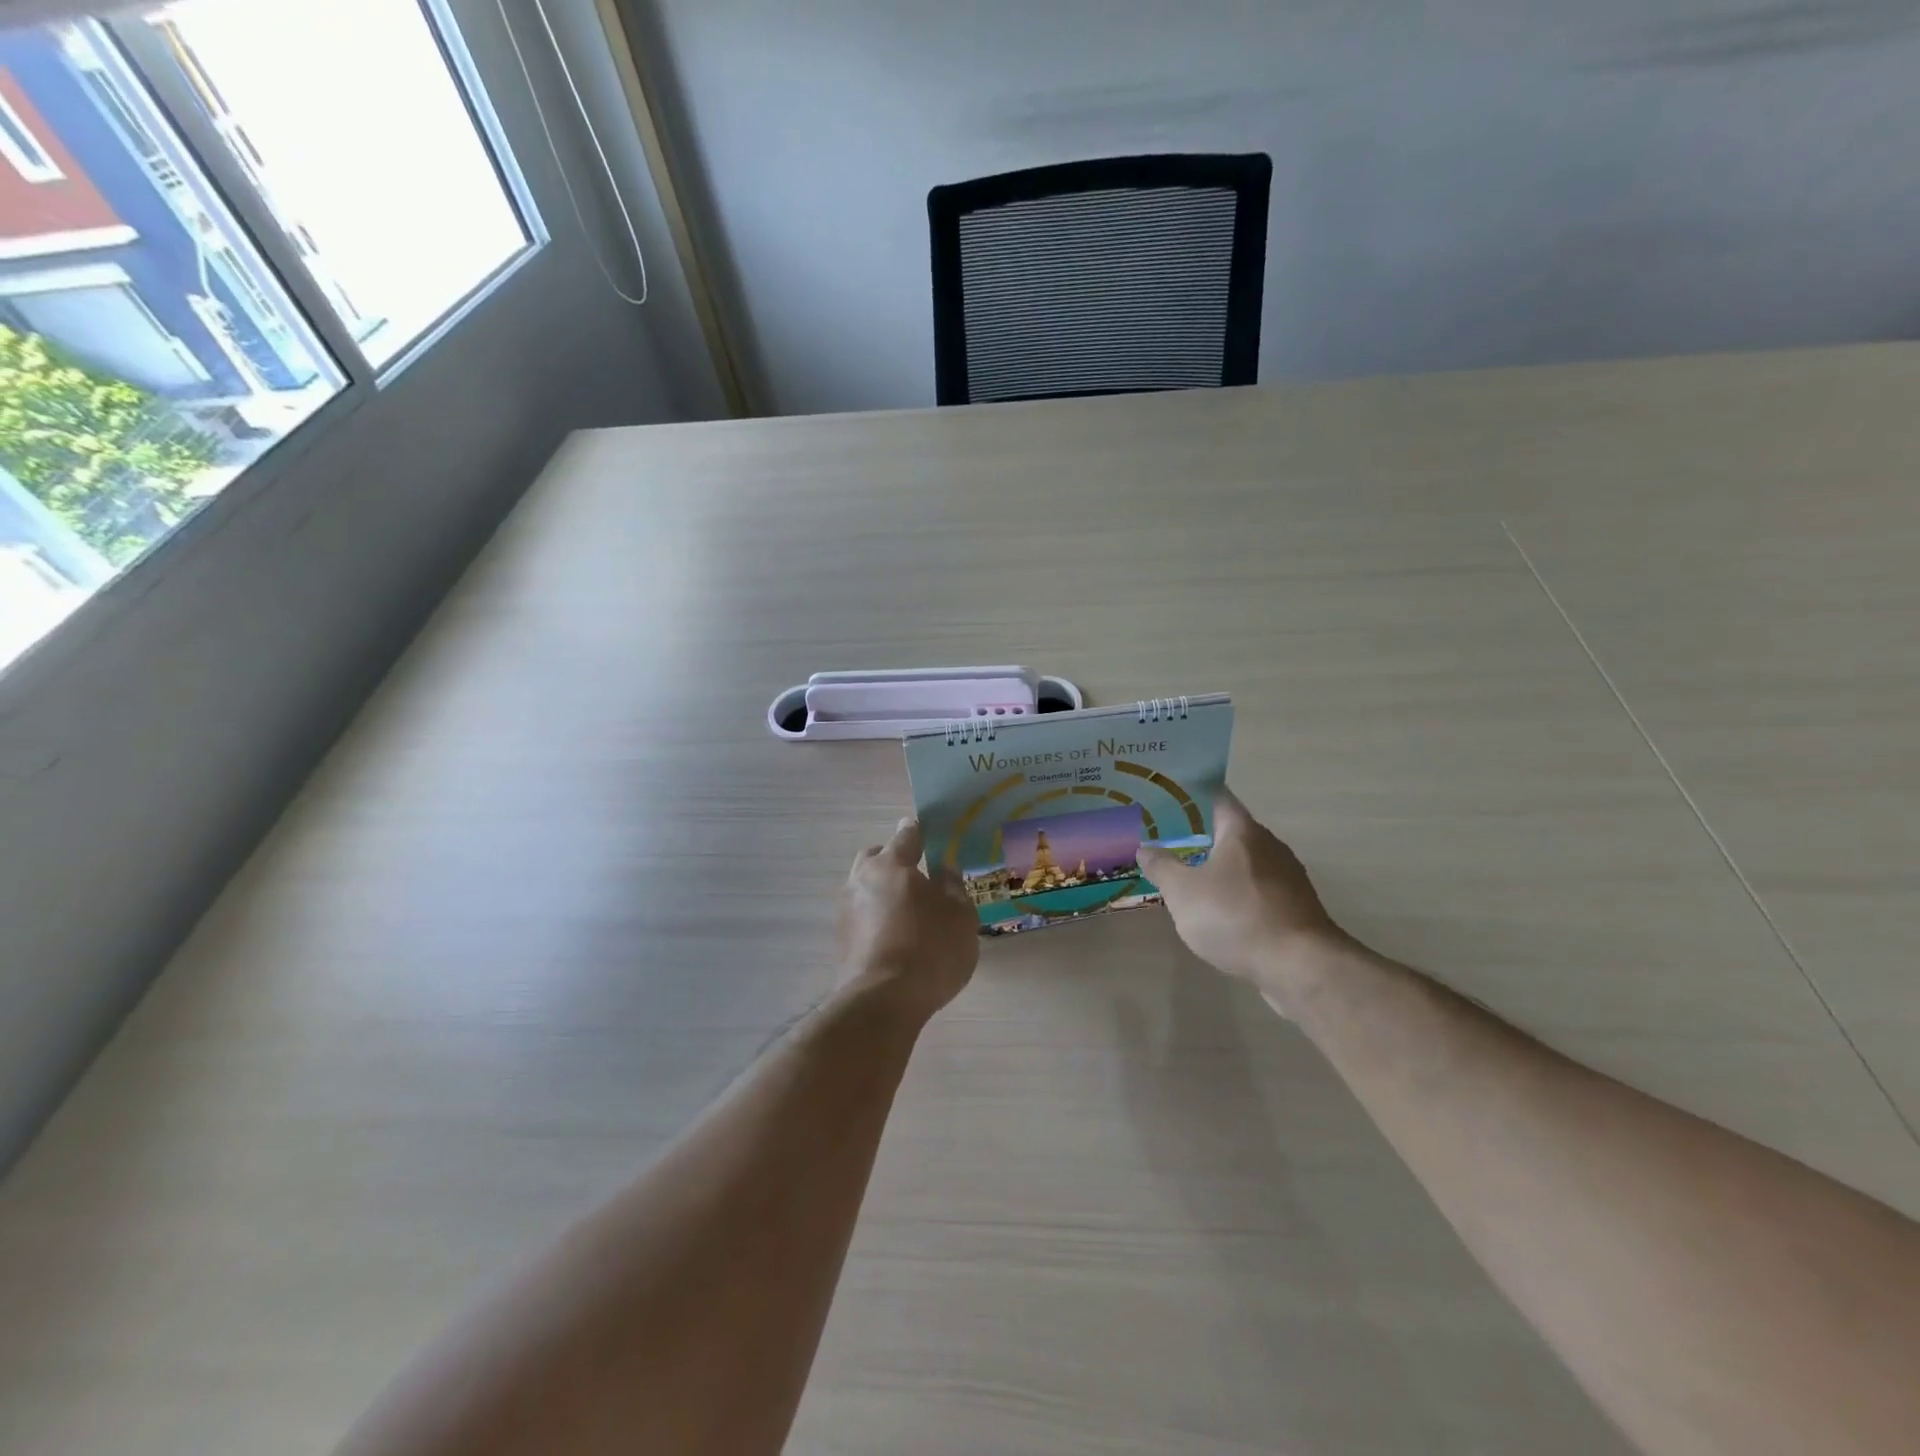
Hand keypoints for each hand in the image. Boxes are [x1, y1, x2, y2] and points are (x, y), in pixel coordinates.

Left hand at [838, 818, 979, 1022]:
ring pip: (864, 886)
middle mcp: (862, 878)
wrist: (882, 1000)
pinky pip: (861, 914)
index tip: (928, 833)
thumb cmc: (930, 949)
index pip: (907, 835)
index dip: (919, 832)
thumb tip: (944, 869)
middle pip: (876, 857)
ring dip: (882, 891)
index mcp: (893, 864)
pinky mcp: (840, 938)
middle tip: (916, 876)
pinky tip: (893, 935)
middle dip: (893, 860)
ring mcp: (846, 908)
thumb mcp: (960, 916)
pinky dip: (875, 916)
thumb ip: (953, 887)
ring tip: (906, 911)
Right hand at [1137, 790, 1351, 996]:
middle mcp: (1269, 844)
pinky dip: (1238, 892)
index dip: (1192, 795)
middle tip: (1170, 839)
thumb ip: (1162, 867)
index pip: (1217, 797)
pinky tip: (1221, 910)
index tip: (1169, 798)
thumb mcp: (1183, 892)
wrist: (1299, 966)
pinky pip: (1259, 888)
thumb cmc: (1235, 916)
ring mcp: (1288, 876)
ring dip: (1221, 866)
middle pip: (1232, 830)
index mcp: (1242, 831)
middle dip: (1203, 834)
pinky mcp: (1296, 906)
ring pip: (1246, 861)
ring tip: (1191, 876)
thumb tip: (1145, 848)